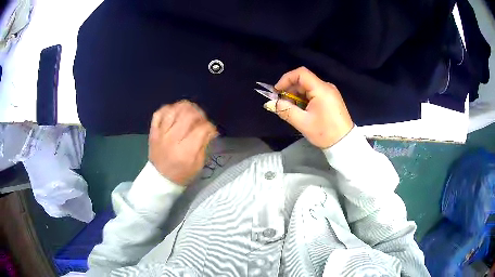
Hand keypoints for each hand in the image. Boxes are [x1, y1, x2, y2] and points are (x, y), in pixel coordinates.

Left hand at [149, 100, 217, 184]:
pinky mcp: (153, 131)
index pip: (202, 129)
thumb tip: (209, 129)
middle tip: (201, 120)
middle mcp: (172, 139)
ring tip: (190, 113)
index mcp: (186, 151)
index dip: (210, 127)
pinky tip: (175, 112)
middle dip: (200, 114)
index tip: (211, 130)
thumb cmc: (182, 174)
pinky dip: (168, 109)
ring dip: (185, 108)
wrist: (160, 179)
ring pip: (174, 110)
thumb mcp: (198, 164)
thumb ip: (204, 145)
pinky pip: (159, 113)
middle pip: (188, 115)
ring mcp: (161, 134)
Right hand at [264, 67, 353, 148]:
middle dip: (290, 89)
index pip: (301, 73)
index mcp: (321, 89)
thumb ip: (285, 110)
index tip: (277, 91)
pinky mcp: (331, 98)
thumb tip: (271, 103)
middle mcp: (326, 86)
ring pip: (308, 87)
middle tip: (282, 103)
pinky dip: (305, 99)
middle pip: (304, 80)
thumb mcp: (303, 123)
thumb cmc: (325, 133)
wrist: (345, 143)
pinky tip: (302, 110)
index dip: (286, 79)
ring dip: (297, 95)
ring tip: (291, 109)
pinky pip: (314, 93)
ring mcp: (330, 92)